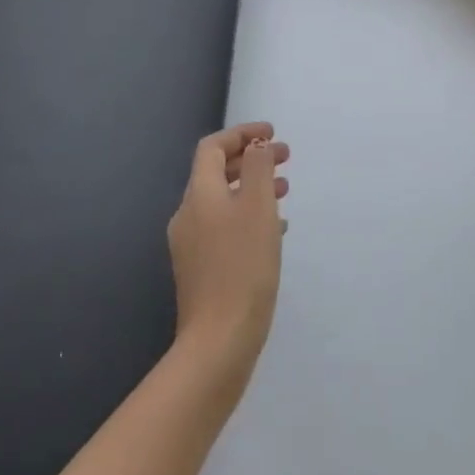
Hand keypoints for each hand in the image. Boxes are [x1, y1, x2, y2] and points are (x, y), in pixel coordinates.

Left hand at [166, 122, 290, 389]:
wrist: (219, 341)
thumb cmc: (243, 266)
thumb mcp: (257, 207)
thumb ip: (258, 169)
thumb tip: (255, 147)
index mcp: (199, 194)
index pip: (213, 147)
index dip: (242, 134)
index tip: (272, 134)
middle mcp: (189, 214)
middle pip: (216, 172)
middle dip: (251, 160)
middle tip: (285, 158)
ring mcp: (191, 244)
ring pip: (223, 200)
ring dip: (252, 187)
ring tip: (286, 189)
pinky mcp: (201, 269)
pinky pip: (225, 226)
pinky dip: (248, 215)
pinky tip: (274, 230)